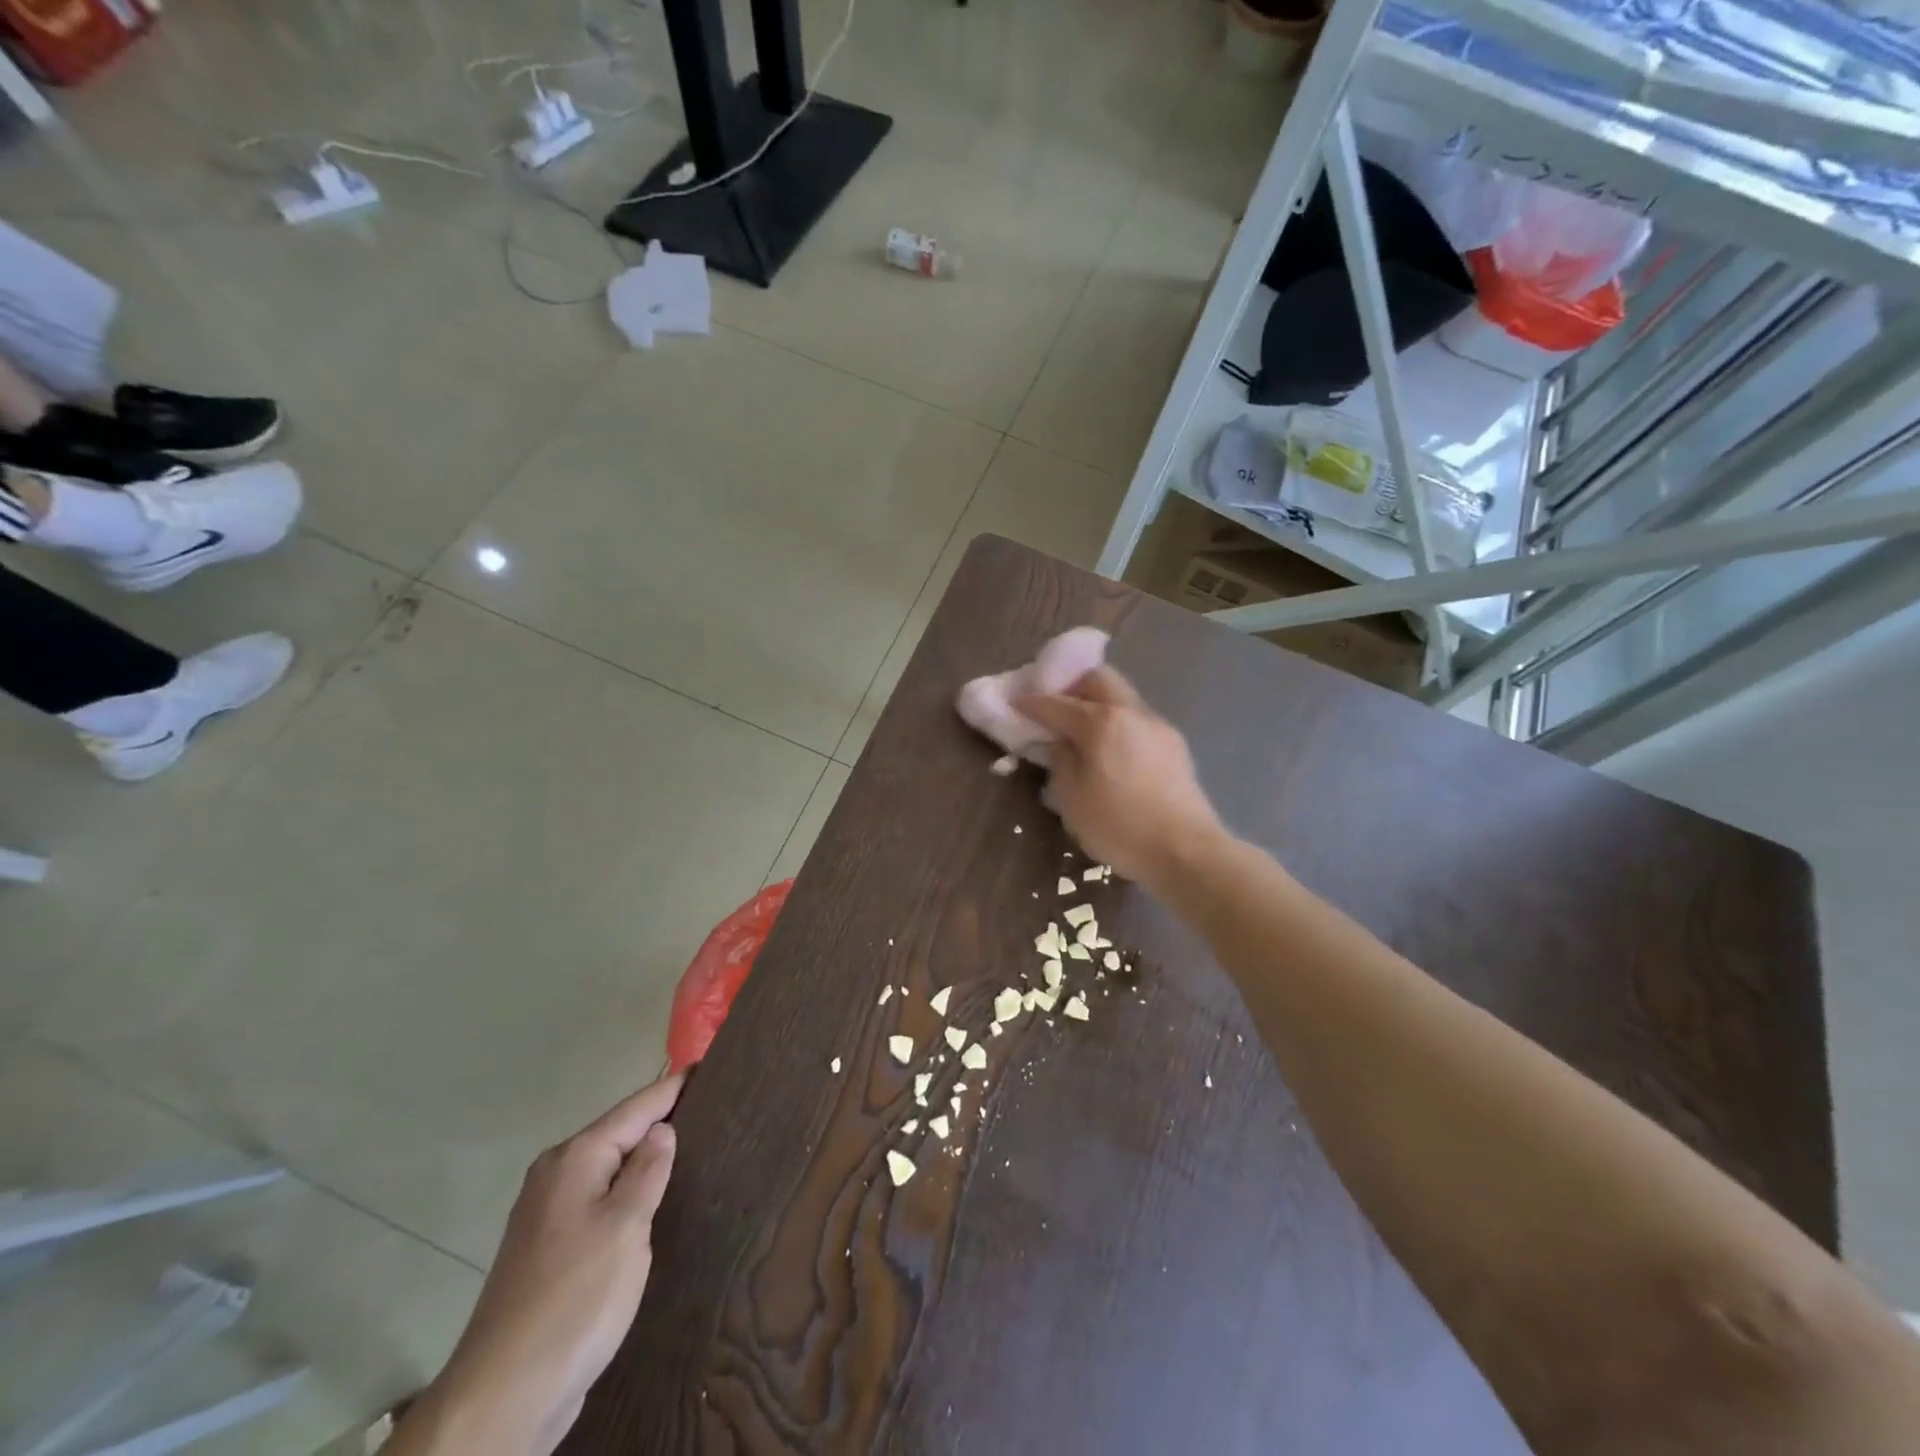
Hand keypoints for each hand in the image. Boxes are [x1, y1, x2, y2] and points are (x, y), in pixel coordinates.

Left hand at [396, 1074, 683, 1455]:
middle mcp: (555, 1175)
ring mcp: (547, 1214)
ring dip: (644, 1158)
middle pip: (619, 1133)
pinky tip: (653, 1202)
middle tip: (713, 1108)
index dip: (674, 1087)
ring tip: (693, 1149)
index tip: (709, 1065)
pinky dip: (627, 1191)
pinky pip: (599, 1200)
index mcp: (575, 1159)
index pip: (636, 1107)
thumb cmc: (575, 1299)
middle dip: (661, 1120)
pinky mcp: (548, 1250)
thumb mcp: (625, 1227)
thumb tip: (662, 1129)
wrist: (503, 1396)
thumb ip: (647, 1171)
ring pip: (608, 1169)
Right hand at [1016, 666, 1224, 892]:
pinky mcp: (1175, 745)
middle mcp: (1131, 712)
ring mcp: (1158, 726)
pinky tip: (1111, 753)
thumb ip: (1060, 760)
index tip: (1014, 704)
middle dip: (1071, 687)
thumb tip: (1059, 742)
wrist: (1186, 852)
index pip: (1056, 702)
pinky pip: (1137, 721)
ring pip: (1121, 697)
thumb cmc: (1119, 827)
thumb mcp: (1071, 798)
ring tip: (1082, 735)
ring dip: (1097, 706)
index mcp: (1101, 722)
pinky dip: (1117, 725)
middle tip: (1053, 711)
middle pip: (1098, 679)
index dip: (1031, 702)